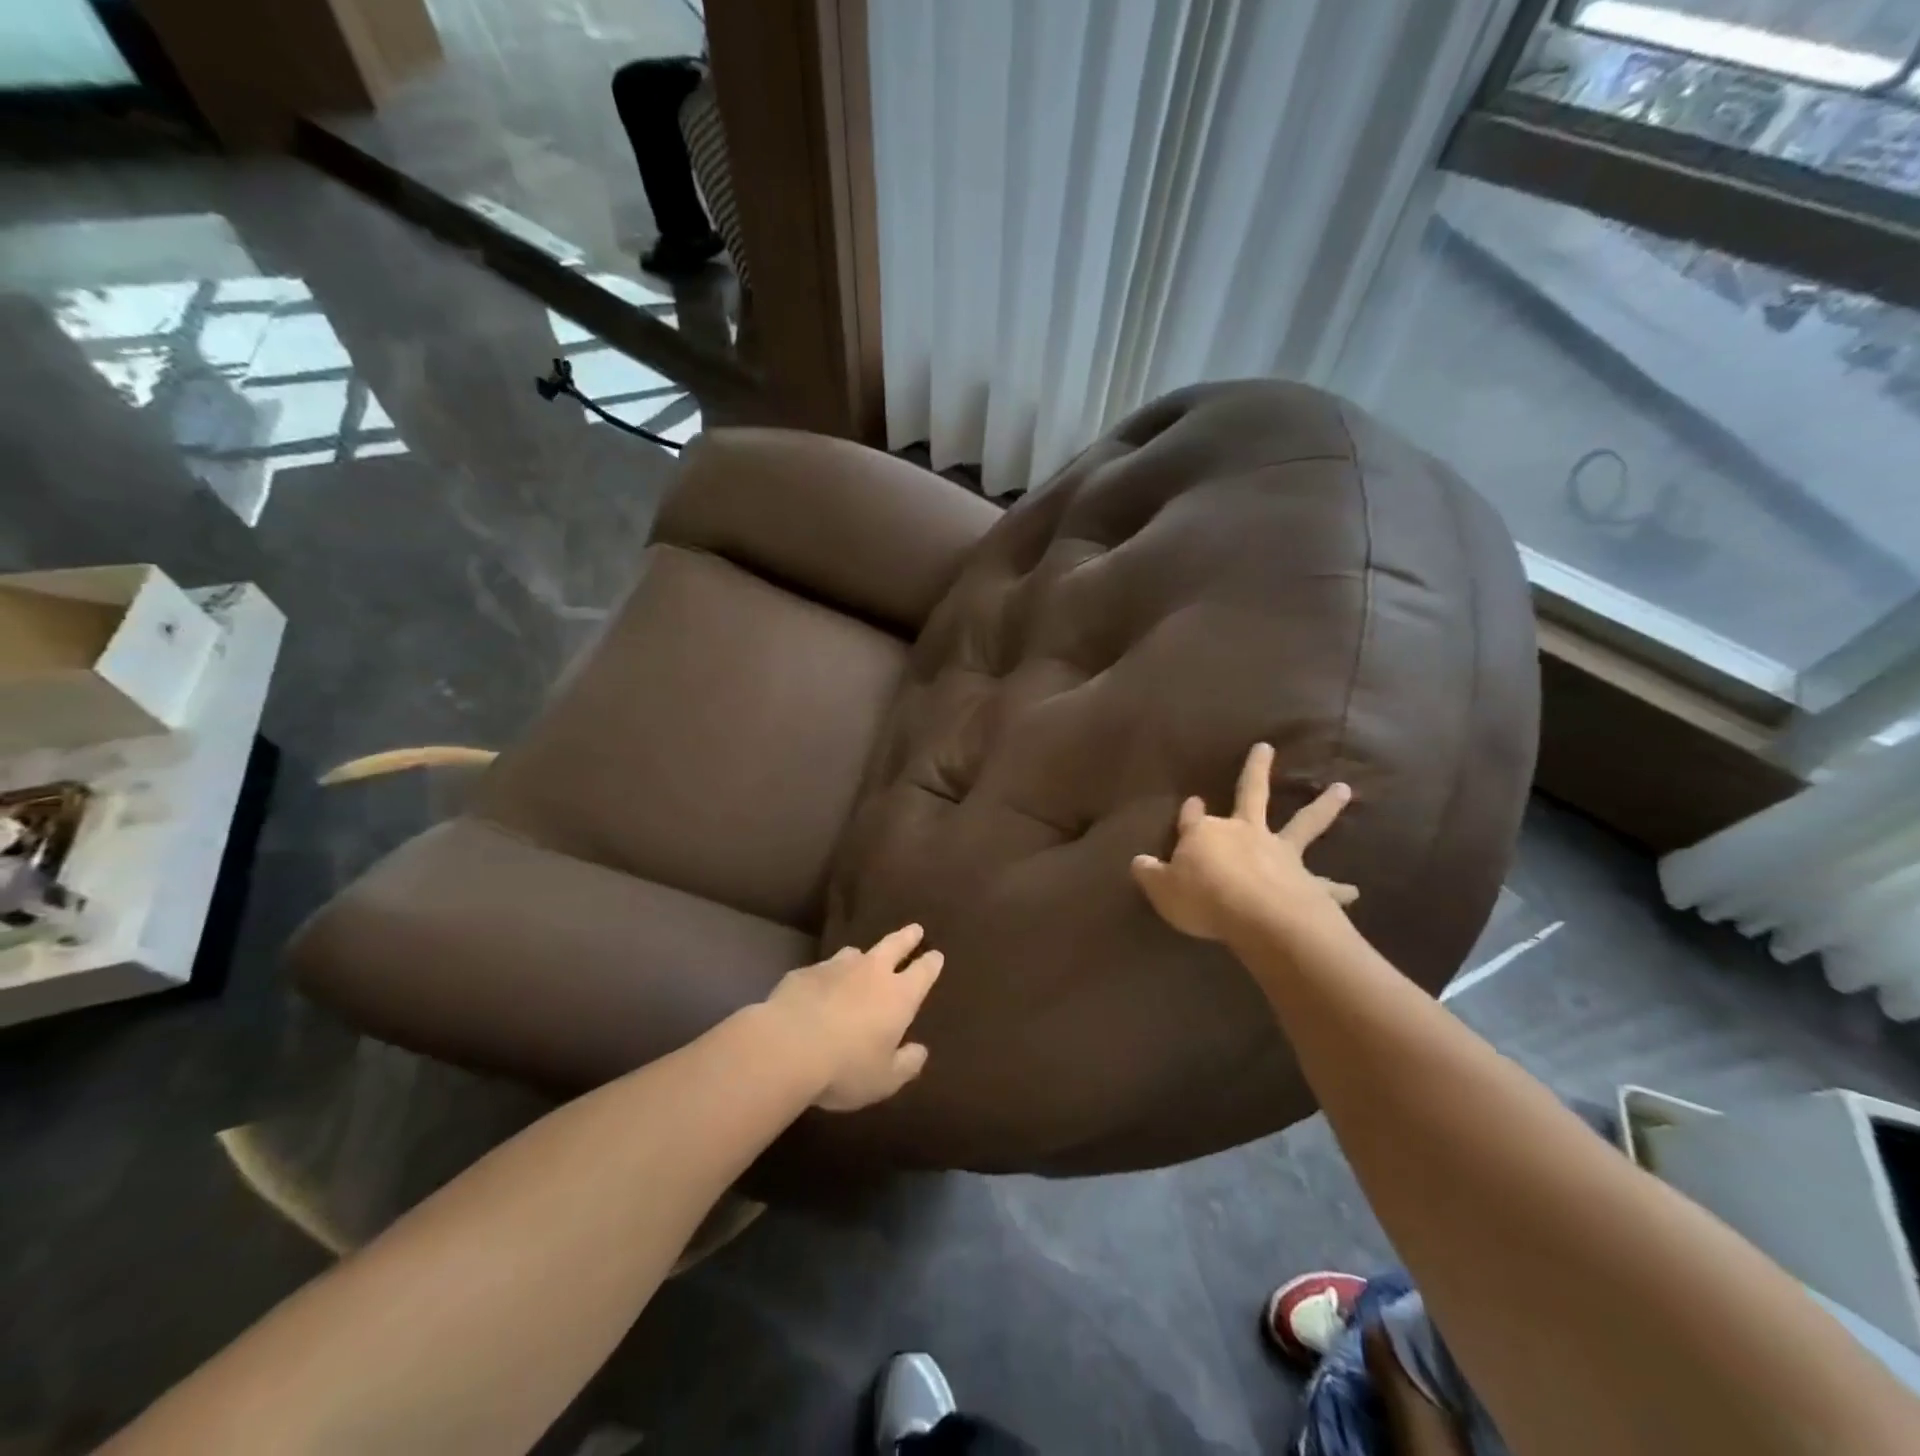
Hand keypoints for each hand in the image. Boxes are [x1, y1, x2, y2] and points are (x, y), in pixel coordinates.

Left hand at [763, 924, 943, 1111]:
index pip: (923, 972)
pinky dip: (828, 974)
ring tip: (862, 958)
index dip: (931, 963)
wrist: (787, 1047)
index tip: (936, 955)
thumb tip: (920, 1051)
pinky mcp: (805, 972)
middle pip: (895, 945)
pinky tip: (821, 985)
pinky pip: (823, 968)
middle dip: (907, 937)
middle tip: (915, 929)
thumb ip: (906, 1064)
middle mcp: (872, 972)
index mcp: (899, 996)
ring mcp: (836, 967)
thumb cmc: (845, 1067)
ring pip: (856, 952)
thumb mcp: (884, 1079)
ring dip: (863, 956)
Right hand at [1131, 743, 1357, 946]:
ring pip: (1303, 823)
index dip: (1191, 810)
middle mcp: (1244, 833)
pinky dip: (1339, 888)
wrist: (1257, 915)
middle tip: (1266, 747)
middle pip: (1251, 794)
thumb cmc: (1203, 899)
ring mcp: (1279, 852)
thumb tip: (1139, 861)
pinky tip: (1354, 891)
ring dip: (1323, 806)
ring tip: (1343, 789)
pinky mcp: (1306, 880)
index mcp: (1205, 834)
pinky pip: (1325, 884)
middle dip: (1255, 770)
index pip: (1193, 816)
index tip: (1193, 801)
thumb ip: (1149, 873)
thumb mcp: (1161, 889)